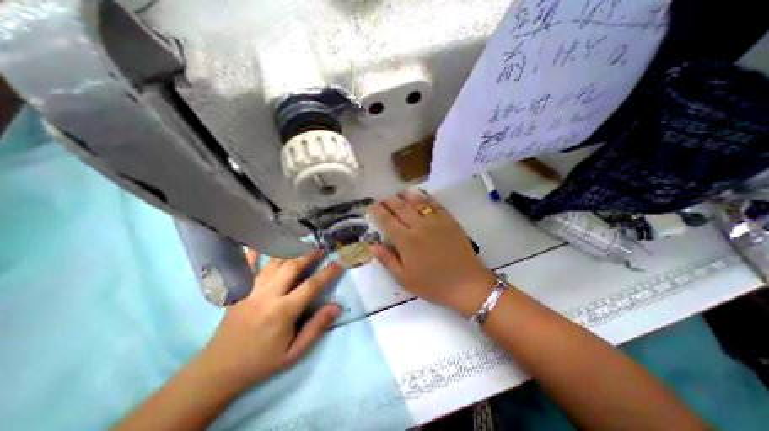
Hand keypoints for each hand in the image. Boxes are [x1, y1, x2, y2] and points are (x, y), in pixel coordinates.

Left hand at [196, 250, 339, 387]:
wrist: (218, 371)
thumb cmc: (261, 362)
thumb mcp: (294, 353)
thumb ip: (316, 328)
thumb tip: (336, 307)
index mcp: (283, 311)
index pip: (311, 286)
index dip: (327, 273)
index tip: (338, 264)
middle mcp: (267, 295)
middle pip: (292, 267)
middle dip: (308, 255)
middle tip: (320, 249)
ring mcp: (250, 290)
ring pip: (273, 263)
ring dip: (289, 252)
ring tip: (300, 245)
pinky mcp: (238, 291)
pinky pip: (246, 267)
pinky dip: (254, 253)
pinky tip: (261, 244)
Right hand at [370, 190, 495, 317]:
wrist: (467, 284)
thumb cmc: (433, 285)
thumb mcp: (405, 279)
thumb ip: (387, 260)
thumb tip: (373, 245)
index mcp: (406, 241)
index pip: (388, 221)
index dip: (378, 212)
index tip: (372, 206)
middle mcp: (419, 226)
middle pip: (401, 208)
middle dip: (389, 201)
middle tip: (382, 198)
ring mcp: (436, 221)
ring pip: (417, 203)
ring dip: (405, 196)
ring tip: (398, 193)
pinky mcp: (449, 220)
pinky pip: (435, 204)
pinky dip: (425, 198)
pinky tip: (420, 195)